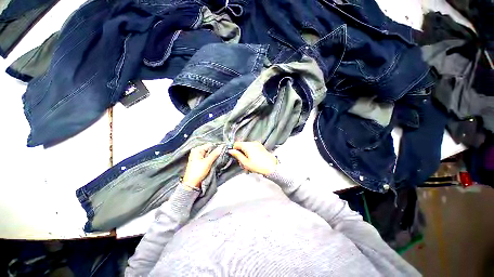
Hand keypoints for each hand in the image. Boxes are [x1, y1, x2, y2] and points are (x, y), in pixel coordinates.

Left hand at [183, 143, 221, 187]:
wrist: (191, 183)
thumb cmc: (197, 172)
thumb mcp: (207, 162)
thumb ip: (214, 154)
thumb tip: (221, 147)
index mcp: (197, 150)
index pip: (209, 145)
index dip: (217, 147)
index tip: (223, 150)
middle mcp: (197, 152)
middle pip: (209, 149)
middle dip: (215, 152)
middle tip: (222, 155)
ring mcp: (198, 156)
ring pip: (209, 153)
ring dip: (214, 156)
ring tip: (219, 158)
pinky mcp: (199, 161)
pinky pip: (207, 157)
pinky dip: (211, 159)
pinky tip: (215, 161)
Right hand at [228, 141, 277, 174]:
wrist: (272, 167)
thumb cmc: (258, 166)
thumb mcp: (245, 162)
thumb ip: (237, 155)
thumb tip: (230, 151)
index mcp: (247, 145)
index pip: (236, 144)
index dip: (234, 150)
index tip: (235, 157)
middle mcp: (252, 143)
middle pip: (242, 146)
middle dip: (240, 154)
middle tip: (242, 163)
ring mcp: (257, 144)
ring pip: (247, 148)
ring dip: (246, 155)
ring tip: (248, 164)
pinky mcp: (261, 147)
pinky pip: (252, 149)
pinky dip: (250, 154)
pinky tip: (253, 161)